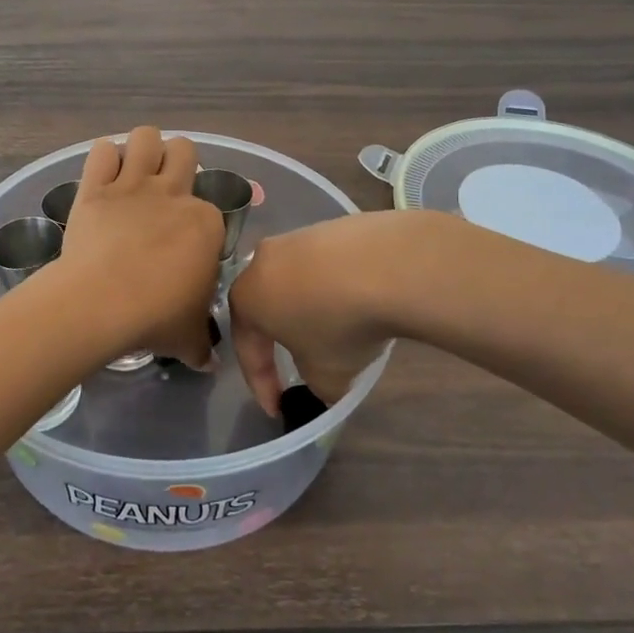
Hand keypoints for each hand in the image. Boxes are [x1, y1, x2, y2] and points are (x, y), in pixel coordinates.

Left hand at [55, 126, 225, 366]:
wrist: (101, 303)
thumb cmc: (155, 318)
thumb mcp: (188, 338)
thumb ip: (201, 345)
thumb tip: (210, 363)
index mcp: (206, 224)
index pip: (210, 211)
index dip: (198, 226)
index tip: (184, 249)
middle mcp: (174, 195)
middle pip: (184, 151)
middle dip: (176, 163)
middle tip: (164, 190)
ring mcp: (133, 186)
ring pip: (146, 136)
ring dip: (142, 148)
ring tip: (134, 171)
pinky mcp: (96, 187)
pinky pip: (100, 151)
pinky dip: (102, 158)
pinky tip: (102, 175)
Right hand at [229, 212, 409, 413]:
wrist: (387, 265)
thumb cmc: (340, 325)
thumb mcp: (326, 374)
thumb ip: (314, 384)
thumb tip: (322, 381)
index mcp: (247, 298)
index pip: (246, 347)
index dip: (260, 383)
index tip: (276, 407)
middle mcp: (261, 261)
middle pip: (266, 306)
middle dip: (279, 338)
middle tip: (297, 362)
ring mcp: (297, 237)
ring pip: (294, 281)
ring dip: (309, 308)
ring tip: (336, 330)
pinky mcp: (331, 225)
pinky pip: (324, 264)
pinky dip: (334, 285)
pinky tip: (358, 300)